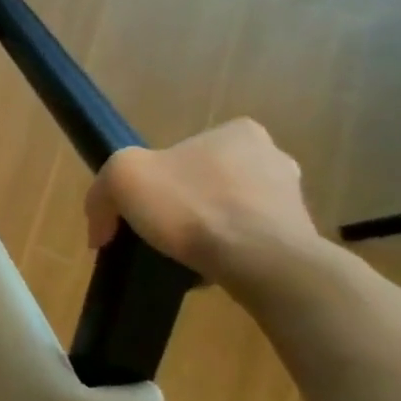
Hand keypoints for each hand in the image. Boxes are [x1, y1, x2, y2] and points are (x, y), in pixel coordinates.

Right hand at [84, 119, 320, 288]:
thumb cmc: (191, 206)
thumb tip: (101, 230)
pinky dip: (225, 250)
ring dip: (203, 227)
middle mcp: (272, 157)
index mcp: (237, 133)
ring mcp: (292, 198)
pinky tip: (207, 267)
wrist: (261, 262)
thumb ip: (102, 190)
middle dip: (180, 203)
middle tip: (155, 229)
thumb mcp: (122, 177)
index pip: (181, 150)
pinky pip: (247, 240)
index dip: (152, 176)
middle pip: (203, 180)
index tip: (138, 204)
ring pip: (226, 210)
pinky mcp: (300, 236)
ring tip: (179, 254)